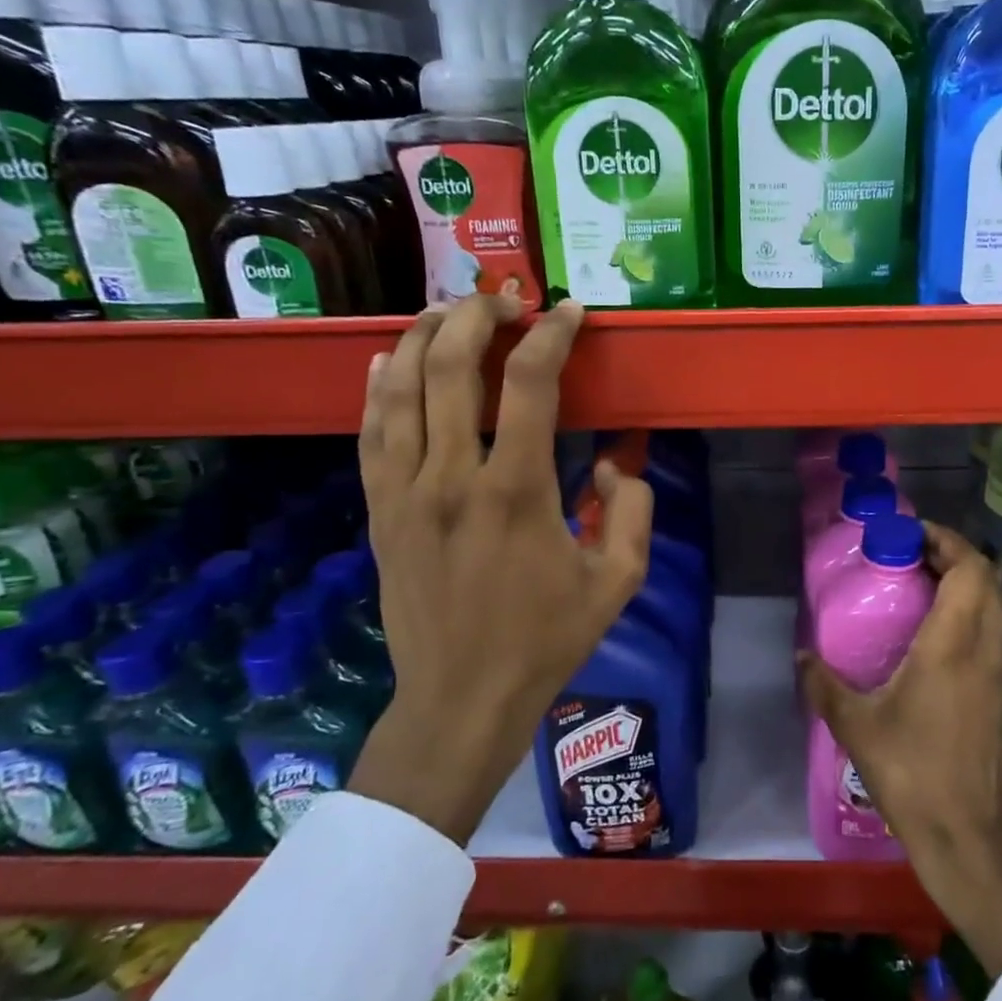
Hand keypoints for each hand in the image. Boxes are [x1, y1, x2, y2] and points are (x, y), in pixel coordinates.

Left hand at [348, 291, 652, 843]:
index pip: (529, 383)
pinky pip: (370, 432)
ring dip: (421, 337)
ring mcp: (405, 492)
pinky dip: (377, 387)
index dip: (551, 334)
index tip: (568, 312)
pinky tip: (385, 360)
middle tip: (505, 301)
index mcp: (516, 490)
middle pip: (450, 366)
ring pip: (398, 389)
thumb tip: (608, 463)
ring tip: (447, 311)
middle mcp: (452, 477)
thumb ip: (631, 509)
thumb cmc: (546, 640)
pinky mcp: (379, 511)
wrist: (461, 699)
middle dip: (478, 316)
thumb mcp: (619, 580)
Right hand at [798, 524, 1001, 977]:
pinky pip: (996, 630)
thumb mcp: (856, 725)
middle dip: (954, 555)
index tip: (909, 535)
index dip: (945, 540)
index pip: (969, 569)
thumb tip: (802, 655)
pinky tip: (937, 631)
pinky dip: (973, 611)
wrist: (965, 835)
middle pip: (988, 578)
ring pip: (997, 603)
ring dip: (967, 582)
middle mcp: (986, 648)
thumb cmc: (911, 772)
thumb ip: (824, 683)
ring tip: (922, 585)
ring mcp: (1001, 670)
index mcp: (954, 645)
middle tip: (911, 556)